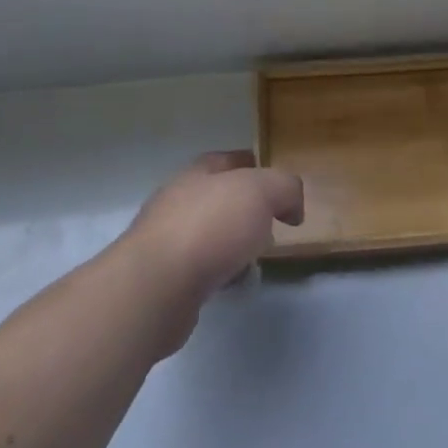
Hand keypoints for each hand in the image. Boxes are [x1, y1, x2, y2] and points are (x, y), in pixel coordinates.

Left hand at [112, 151, 303, 350]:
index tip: (279, 186)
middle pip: (219, 198)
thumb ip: (284, 188)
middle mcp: (178, 201)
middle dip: (247, 209)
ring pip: (210, 234)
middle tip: (274, 224)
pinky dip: (220, 272)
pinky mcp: (164, 278)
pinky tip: (234, 283)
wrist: (156, 287)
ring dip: (233, 243)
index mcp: (198, 173)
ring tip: (256, 258)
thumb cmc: (210, 227)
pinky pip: (201, 268)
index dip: (255, 167)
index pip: (228, 160)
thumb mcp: (261, 191)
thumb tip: (291, 207)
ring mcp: (167, 240)